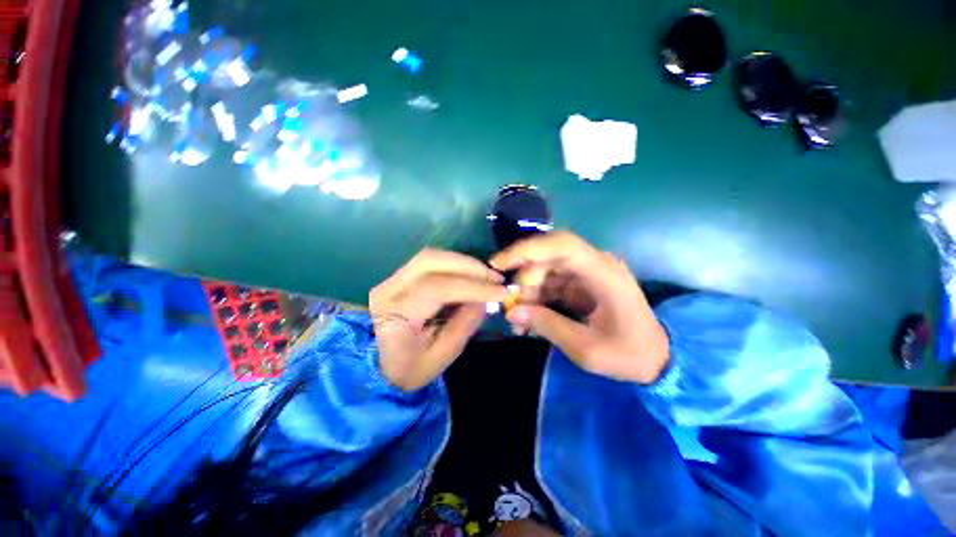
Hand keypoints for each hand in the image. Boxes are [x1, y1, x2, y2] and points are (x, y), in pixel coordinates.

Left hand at [370, 248, 507, 390]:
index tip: (501, 292)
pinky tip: (470, 275)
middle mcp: (389, 289)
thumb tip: (486, 300)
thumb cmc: (407, 368)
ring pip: (430, 256)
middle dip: (469, 267)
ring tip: (487, 275)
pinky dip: (454, 264)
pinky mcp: (398, 276)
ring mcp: (391, 279)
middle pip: (431, 261)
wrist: (374, 367)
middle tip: (496, 278)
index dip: (472, 287)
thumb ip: (464, 326)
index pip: (436, 289)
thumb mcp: (440, 358)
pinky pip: (430, 261)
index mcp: (395, 315)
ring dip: (463, 262)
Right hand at [490, 232, 669, 383]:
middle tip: (510, 304)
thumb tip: (511, 312)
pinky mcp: (580, 285)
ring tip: (515, 318)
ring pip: (545, 270)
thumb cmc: (628, 354)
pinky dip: (535, 298)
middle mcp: (594, 265)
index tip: (500, 264)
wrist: (657, 359)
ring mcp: (587, 274)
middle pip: (548, 256)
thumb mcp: (585, 347)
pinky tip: (526, 317)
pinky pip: (550, 284)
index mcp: (603, 273)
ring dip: (527, 290)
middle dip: (524, 277)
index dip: (527, 249)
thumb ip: (547, 326)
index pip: (562, 245)